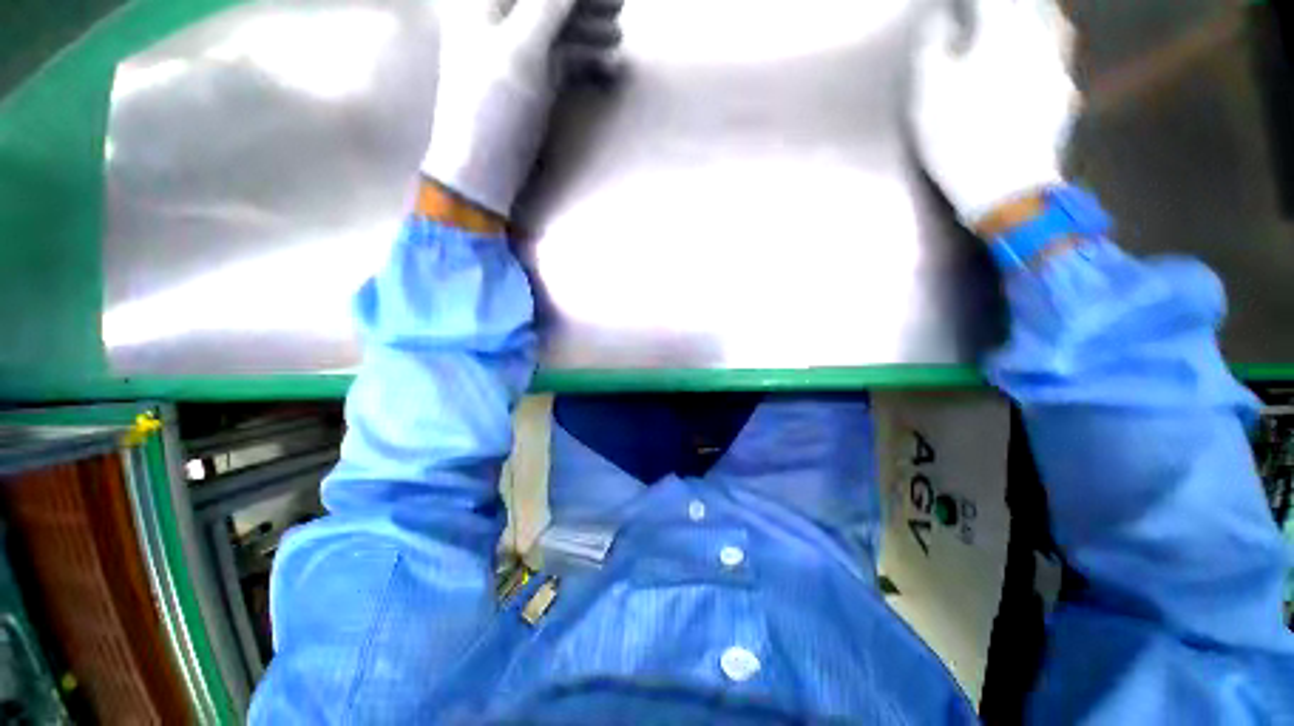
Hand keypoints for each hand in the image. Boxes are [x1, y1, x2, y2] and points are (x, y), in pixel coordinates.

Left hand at [422, 0, 622, 216]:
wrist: (485, 166)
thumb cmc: (493, 107)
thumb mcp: (520, 50)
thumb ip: (548, 4)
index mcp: (487, 1)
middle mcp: (503, 19)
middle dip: (585, 2)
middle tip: (621, 6)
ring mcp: (522, 50)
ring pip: (562, 26)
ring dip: (592, 28)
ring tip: (620, 35)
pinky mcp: (537, 80)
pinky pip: (567, 58)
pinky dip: (588, 60)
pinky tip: (609, 67)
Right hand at [909, 0, 1079, 225]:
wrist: (1007, 186)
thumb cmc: (960, 137)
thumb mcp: (930, 95)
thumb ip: (933, 49)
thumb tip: (940, 20)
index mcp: (1004, 31)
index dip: (968, 0)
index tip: (957, 4)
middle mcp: (1039, 37)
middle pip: (1029, 3)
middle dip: (1006, 6)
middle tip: (984, 12)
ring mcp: (1058, 65)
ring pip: (1051, 22)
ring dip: (1031, 15)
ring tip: (1013, 22)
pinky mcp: (1063, 92)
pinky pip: (1056, 51)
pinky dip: (1042, 42)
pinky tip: (1031, 54)